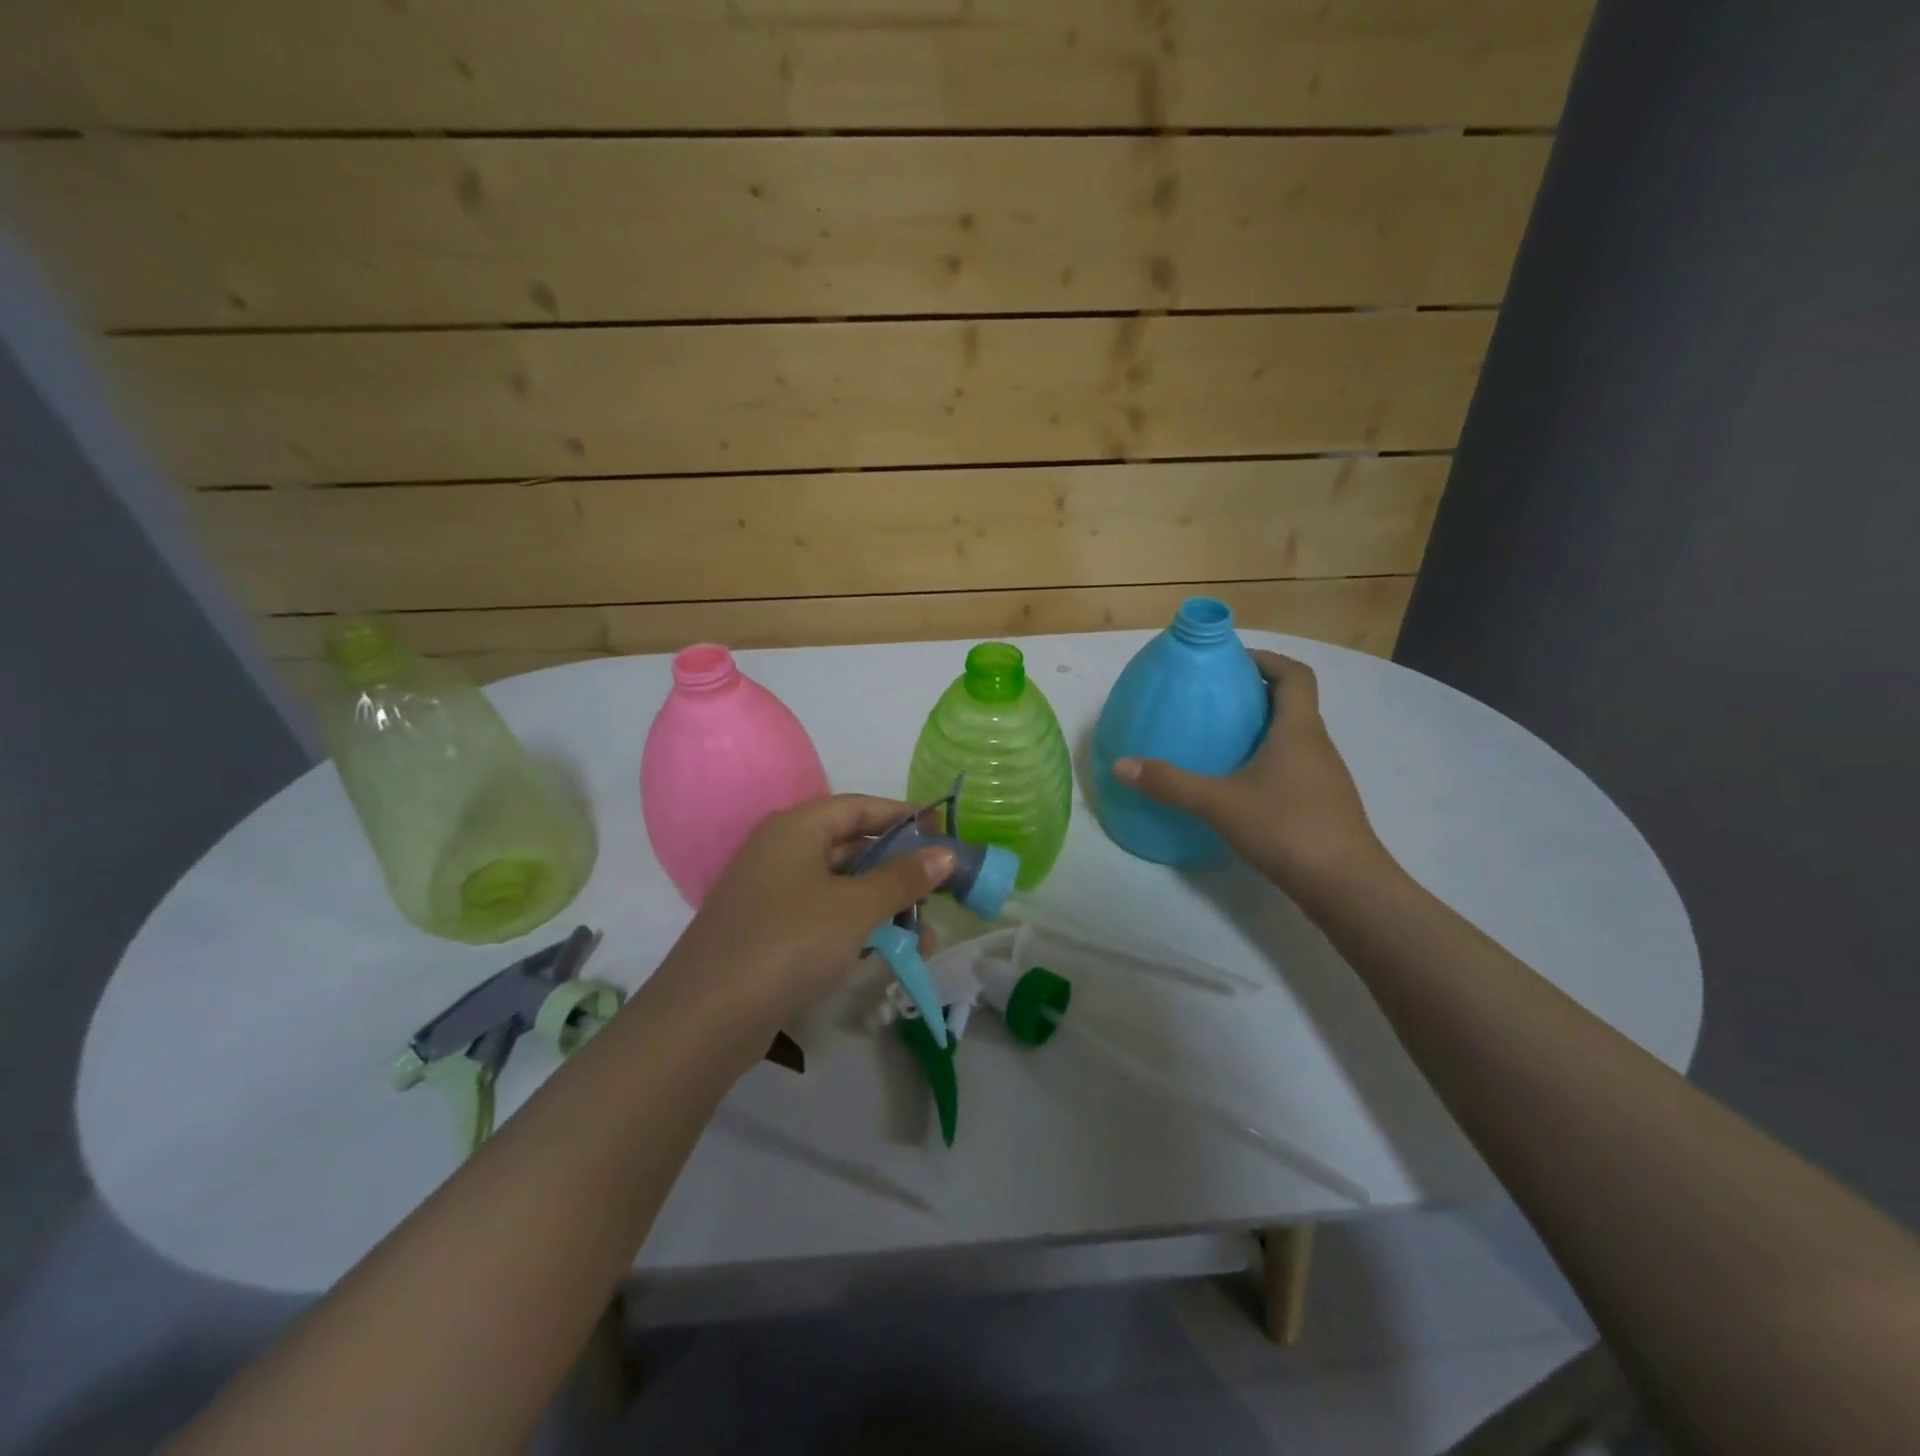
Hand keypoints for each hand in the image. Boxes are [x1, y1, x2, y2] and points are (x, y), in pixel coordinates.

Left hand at [640, 795, 955, 1063]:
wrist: (706, 1018)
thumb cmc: (789, 942)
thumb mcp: (855, 907)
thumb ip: (902, 878)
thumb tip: (945, 854)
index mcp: (796, 828)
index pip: (860, 807)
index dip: (903, 816)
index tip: (943, 830)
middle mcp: (780, 852)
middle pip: (851, 846)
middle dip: (899, 868)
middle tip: (940, 886)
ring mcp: (770, 894)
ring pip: (840, 887)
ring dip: (883, 905)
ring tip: (925, 933)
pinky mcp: (767, 933)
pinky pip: (823, 917)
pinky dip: (857, 928)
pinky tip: (887, 952)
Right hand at [1112, 649, 1390, 900]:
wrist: (1346, 886)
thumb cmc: (1287, 828)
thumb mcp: (1219, 803)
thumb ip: (1170, 783)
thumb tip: (1121, 765)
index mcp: (1298, 730)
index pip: (1294, 674)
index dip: (1267, 660)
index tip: (1232, 661)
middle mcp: (1317, 745)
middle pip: (1293, 703)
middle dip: (1256, 693)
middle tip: (1214, 699)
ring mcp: (1324, 776)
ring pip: (1294, 737)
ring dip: (1263, 729)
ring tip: (1221, 740)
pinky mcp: (1323, 804)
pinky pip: (1295, 765)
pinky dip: (1269, 761)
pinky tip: (1241, 785)